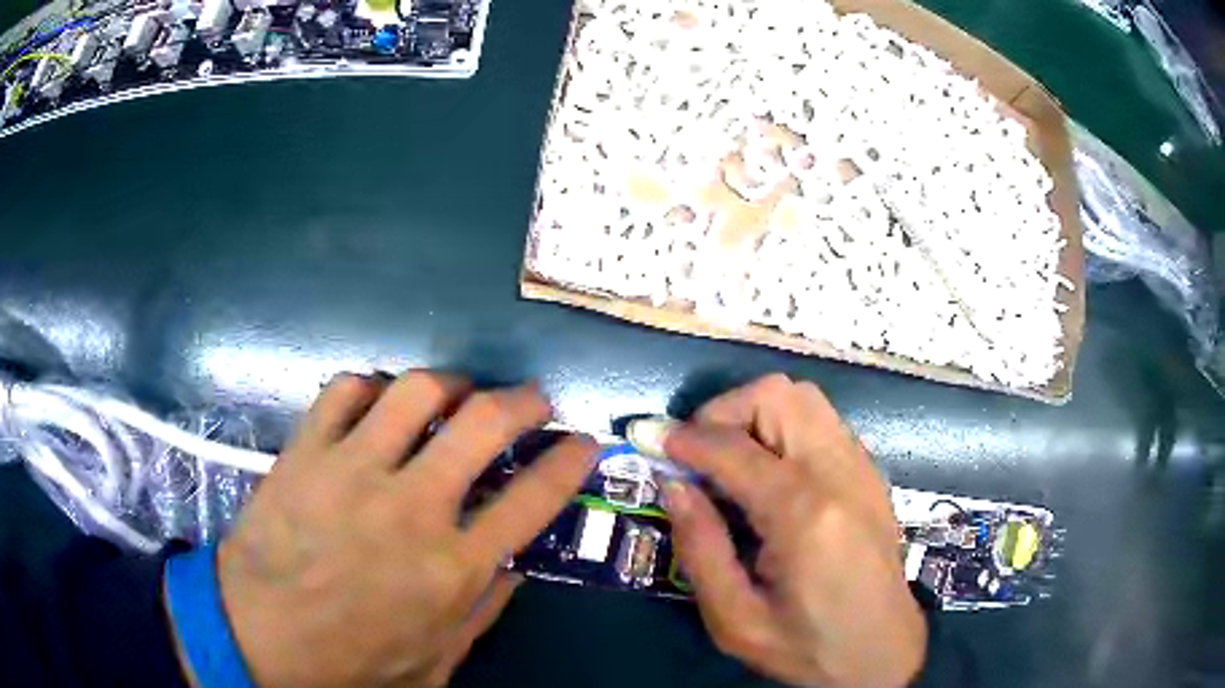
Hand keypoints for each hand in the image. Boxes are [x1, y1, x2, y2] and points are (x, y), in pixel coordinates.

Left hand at [211, 371, 597, 686]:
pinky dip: (371, 386)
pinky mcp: (306, 452)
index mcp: (452, 568)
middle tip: (530, 398)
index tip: (582, 441)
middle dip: (522, 400)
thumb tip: (515, 568)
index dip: (568, 461)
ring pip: (416, 390)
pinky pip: (345, 389)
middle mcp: (412, 507)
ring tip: (454, 392)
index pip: (533, 498)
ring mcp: (353, 471)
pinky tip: (377, 401)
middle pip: (483, 423)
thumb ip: (483, 613)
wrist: (258, 638)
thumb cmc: (351, 663)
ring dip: (449, 382)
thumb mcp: (436, 663)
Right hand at [662, 374, 925, 686]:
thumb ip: (700, 549)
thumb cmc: (808, 647)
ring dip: (754, 414)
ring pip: (803, 397)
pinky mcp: (870, 473)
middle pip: (776, 396)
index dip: (683, 438)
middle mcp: (839, 474)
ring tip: (729, 461)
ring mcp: (862, 467)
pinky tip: (769, 473)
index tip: (651, 442)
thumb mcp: (736, 620)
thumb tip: (674, 486)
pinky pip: (821, 421)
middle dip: (722, 412)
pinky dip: (783, 427)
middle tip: (696, 456)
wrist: (883, 653)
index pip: (733, 447)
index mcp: (804, 515)